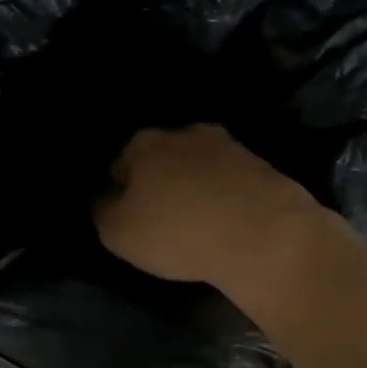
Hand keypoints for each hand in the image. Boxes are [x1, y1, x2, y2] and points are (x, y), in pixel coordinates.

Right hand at [93, 124, 320, 289]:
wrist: (264, 234)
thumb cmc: (177, 232)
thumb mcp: (118, 233)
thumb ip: (102, 211)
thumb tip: (105, 198)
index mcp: (143, 144)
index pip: (117, 167)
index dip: (118, 195)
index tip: (127, 220)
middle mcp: (183, 133)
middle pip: (159, 161)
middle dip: (157, 184)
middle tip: (160, 221)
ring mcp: (226, 145)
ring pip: (196, 167)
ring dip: (192, 188)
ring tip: (196, 223)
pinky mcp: (260, 165)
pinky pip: (228, 181)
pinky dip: (223, 196)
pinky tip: (225, 222)